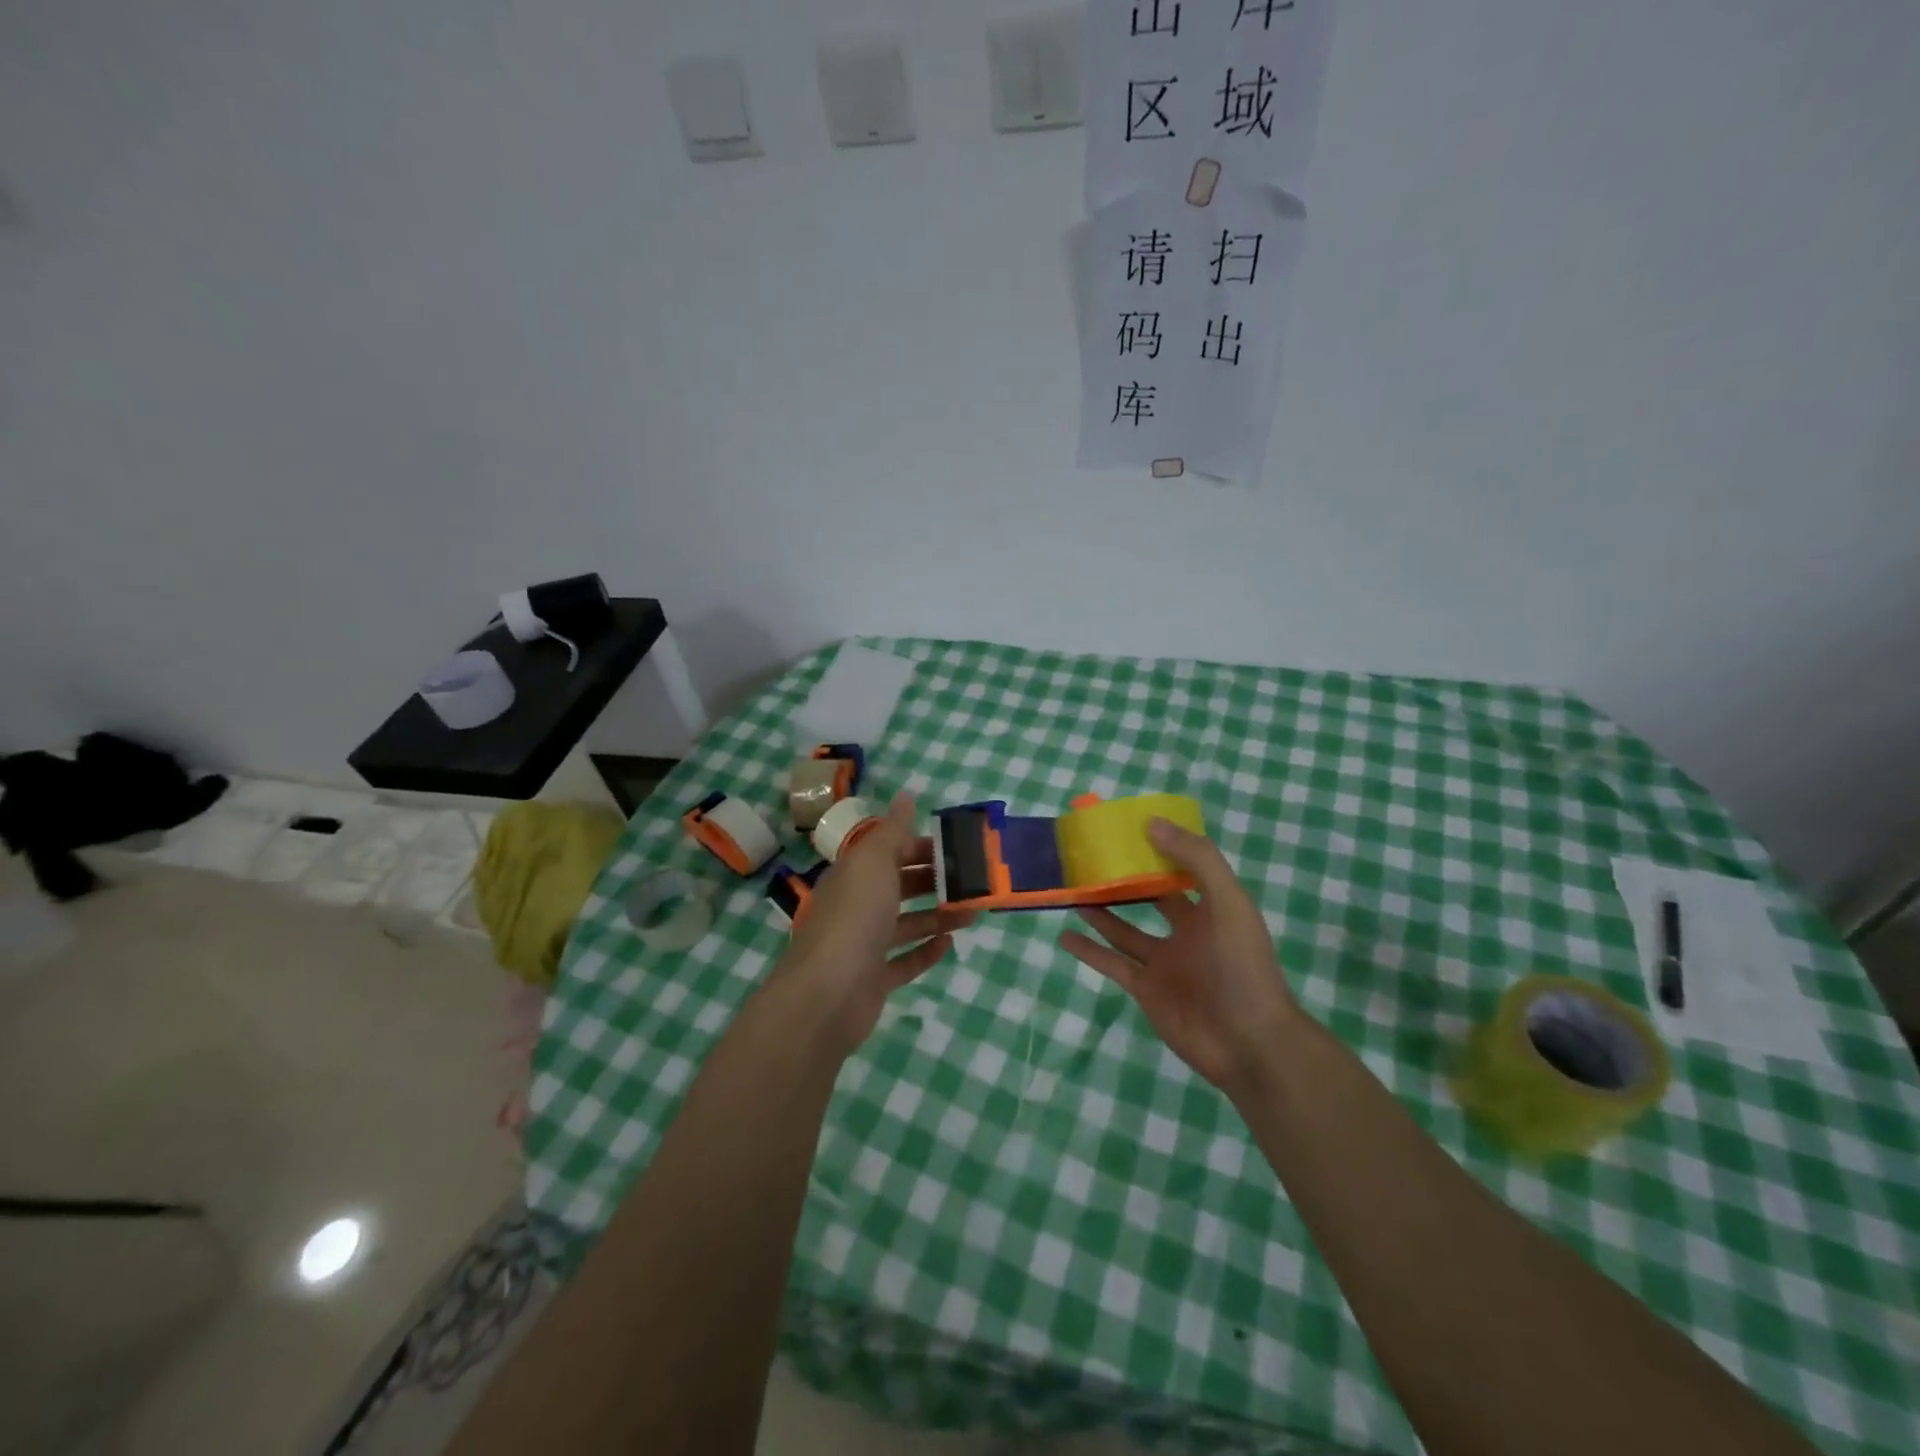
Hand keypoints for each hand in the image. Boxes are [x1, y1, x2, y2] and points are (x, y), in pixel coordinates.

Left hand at [772, 795, 975, 1055]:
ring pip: (906, 924)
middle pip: (899, 886)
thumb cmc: (854, 917)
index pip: (890, 852)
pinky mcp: (873, 980)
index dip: (921, 846)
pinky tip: (950, 944)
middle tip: (973, 880)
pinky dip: (926, 951)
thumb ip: (893, 830)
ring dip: (938, 916)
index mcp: (854, 874)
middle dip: (934, 881)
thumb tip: (906, 795)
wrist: (827, 994)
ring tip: (973, 912)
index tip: (957, 848)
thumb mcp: (874, 861)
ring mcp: (864, 945)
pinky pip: (904, 961)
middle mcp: (857, 906)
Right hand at [1061, 818, 1298, 1092]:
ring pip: (1125, 930)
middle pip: (1150, 898)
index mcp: (1211, 908)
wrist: (1249, 1044)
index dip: (1158, 849)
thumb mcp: (1229, 902)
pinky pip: (1112, 964)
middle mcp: (1187, 932)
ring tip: (1073, 889)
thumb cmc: (1243, 966)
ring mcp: (1164, 963)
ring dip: (1101, 911)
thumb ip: (1196, 859)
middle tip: (1091, 858)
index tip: (1127, 828)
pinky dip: (1089, 951)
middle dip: (1126, 879)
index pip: (1181, 870)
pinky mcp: (1145, 990)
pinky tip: (1065, 936)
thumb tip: (1151, 823)